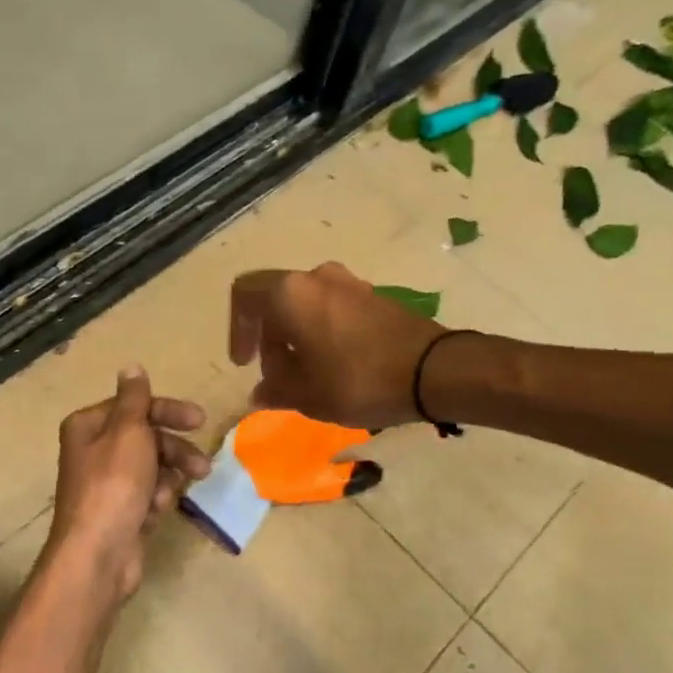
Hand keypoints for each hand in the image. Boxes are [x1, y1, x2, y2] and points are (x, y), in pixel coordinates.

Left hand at [44, 368, 208, 601]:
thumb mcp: (128, 433)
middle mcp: (94, 450)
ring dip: (166, 479)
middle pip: (146, 438)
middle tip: (203, 466)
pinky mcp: (119, 511)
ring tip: (168, 497)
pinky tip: (155, 513)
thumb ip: (135, 399)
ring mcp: (106, 483)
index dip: (168, 411)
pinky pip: (147, 495)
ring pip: (151, 468)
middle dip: (174, 451)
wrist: (98, 554)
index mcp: (89, 426)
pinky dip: (155, 501)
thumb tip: (131, 366)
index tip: (199, 420)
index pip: (135, 406)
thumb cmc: (113, 485)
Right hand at [229, 263, 443, 429]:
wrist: (435, 371)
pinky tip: (333, 366)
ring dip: (296, 337)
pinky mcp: (374, 295)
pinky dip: (321, 333)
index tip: (245, 363)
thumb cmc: (358, 380)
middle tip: (277, 377)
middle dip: (269, 340)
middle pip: (275, 301)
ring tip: (306, 376)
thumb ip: (276, 390)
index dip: (237, 331)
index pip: (244, 296)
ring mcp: (349, 283)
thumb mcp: (307, 395)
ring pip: (305, 305)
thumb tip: (261, 392)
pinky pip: (332, 308)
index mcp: (290, 293)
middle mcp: (316, 277)